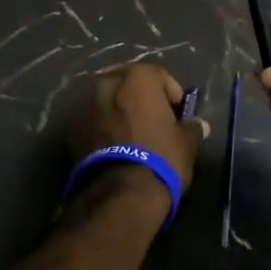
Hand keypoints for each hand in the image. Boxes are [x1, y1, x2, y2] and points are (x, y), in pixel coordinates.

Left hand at [70, 63, 207, 194]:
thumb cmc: (160, 158)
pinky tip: (114, 147)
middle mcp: (109, 82)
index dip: (172, 95)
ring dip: (119, 111)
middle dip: (141, 98)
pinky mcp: (72, 128)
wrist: (119, 193)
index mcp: (138, 77)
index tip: (178, 115)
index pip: (160, 76)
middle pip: (130, 83)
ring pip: (108, 100)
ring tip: (131, 135)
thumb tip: (198, 124)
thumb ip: (192, 128)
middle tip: (153, 120)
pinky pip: (93, 120)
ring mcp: (86, 104)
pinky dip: (103, 127)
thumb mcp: (186, 144)